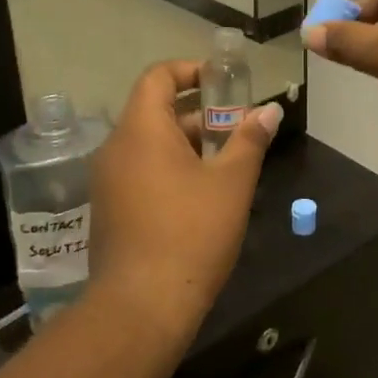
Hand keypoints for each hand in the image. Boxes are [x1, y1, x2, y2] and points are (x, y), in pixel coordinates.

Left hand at [87, 60, 282, 342]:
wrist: (141, 306)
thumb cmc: (191, 233)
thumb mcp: (231, 183)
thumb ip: (249, 140)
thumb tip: (269, 110)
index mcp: (141, 130)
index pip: (158, 76)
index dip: (191, 70)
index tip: (223, 84)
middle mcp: (116, 148)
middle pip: (155, 111)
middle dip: (198, 113)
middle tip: (237, 129)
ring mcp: (107, 181)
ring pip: (149, 144)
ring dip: (186, 144)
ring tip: (227, 164)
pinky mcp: (109, 210)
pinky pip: (140, 171)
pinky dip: (169, 169)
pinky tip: (201, 196)